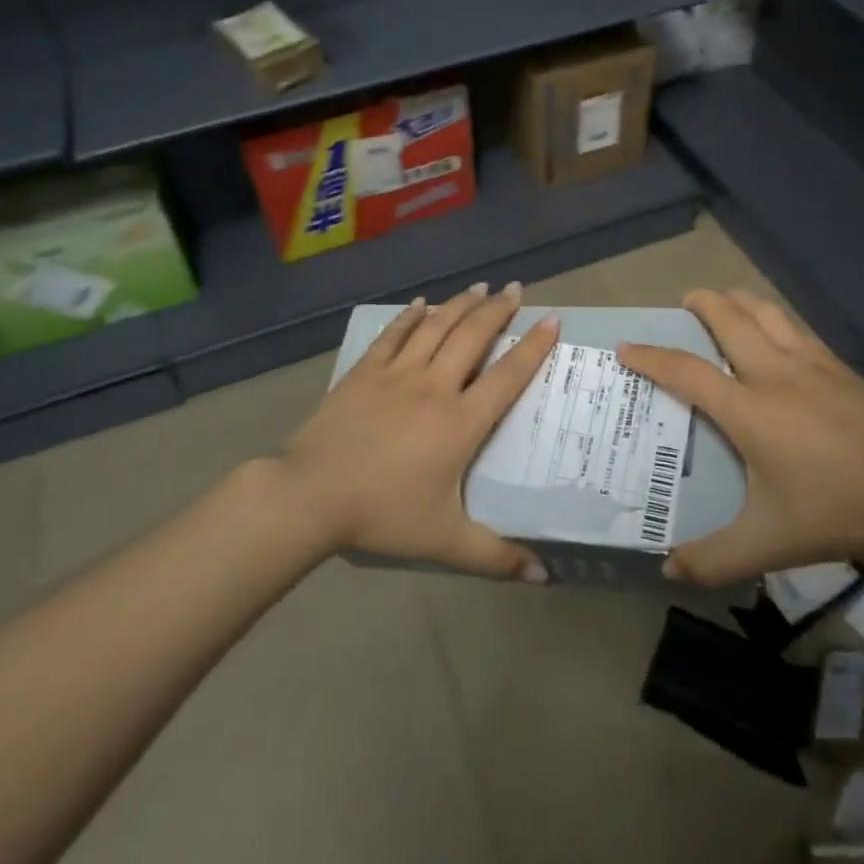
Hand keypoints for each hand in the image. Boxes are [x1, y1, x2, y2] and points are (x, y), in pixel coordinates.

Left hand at [278, 282, 558, 580]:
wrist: (311, 495)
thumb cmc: (383, 514)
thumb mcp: (444, 542)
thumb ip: (495, 557)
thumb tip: (543, 575)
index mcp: (460, 421)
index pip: (507, 375)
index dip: (533, 346)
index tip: (552, 320)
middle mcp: (435, 386)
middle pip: (473, 337)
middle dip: (498, 310)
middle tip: (516, 289)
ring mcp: (397, 373)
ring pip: (436, 327)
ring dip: (460, 305)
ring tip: (480, 287)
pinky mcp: (365, 371)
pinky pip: (394, 334)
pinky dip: (411, 316)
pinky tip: (421, 303)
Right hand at [618, 289, 863, 585]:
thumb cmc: (839, 508)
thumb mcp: (772, 543)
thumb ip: (716, 558)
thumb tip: (670, 570)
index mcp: (748, 409)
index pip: (686, 371)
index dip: (651, 357)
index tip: (626, 347)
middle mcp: (774, 372)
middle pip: (729, 318)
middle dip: (701, 302)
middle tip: (684, 301)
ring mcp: (811, 363)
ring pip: (766, 312)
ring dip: (738, 300)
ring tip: (724, 302)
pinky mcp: (840, 366)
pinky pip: (796, 326)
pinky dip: (773, 316)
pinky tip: (778, 331)